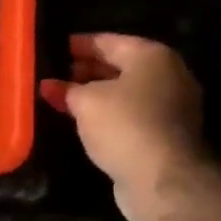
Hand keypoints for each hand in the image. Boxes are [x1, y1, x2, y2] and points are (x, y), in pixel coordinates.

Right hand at [40, 34, 206, 217]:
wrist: (162, 178)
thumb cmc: (123, 125)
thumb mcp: (86, 102)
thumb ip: (66, 90)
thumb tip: (48, 85)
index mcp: (152, 56)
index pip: (108, 41)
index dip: (79, 45)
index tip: (54, 49)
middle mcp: (168, 75)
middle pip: (120, 66)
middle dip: (87, 71)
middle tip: (56, 75)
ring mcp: (171, 107)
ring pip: (126, 93)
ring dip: (97, 96)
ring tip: (65, 99)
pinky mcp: (166, 135)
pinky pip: (131, 115)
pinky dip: (109, 115)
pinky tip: (86, 122)